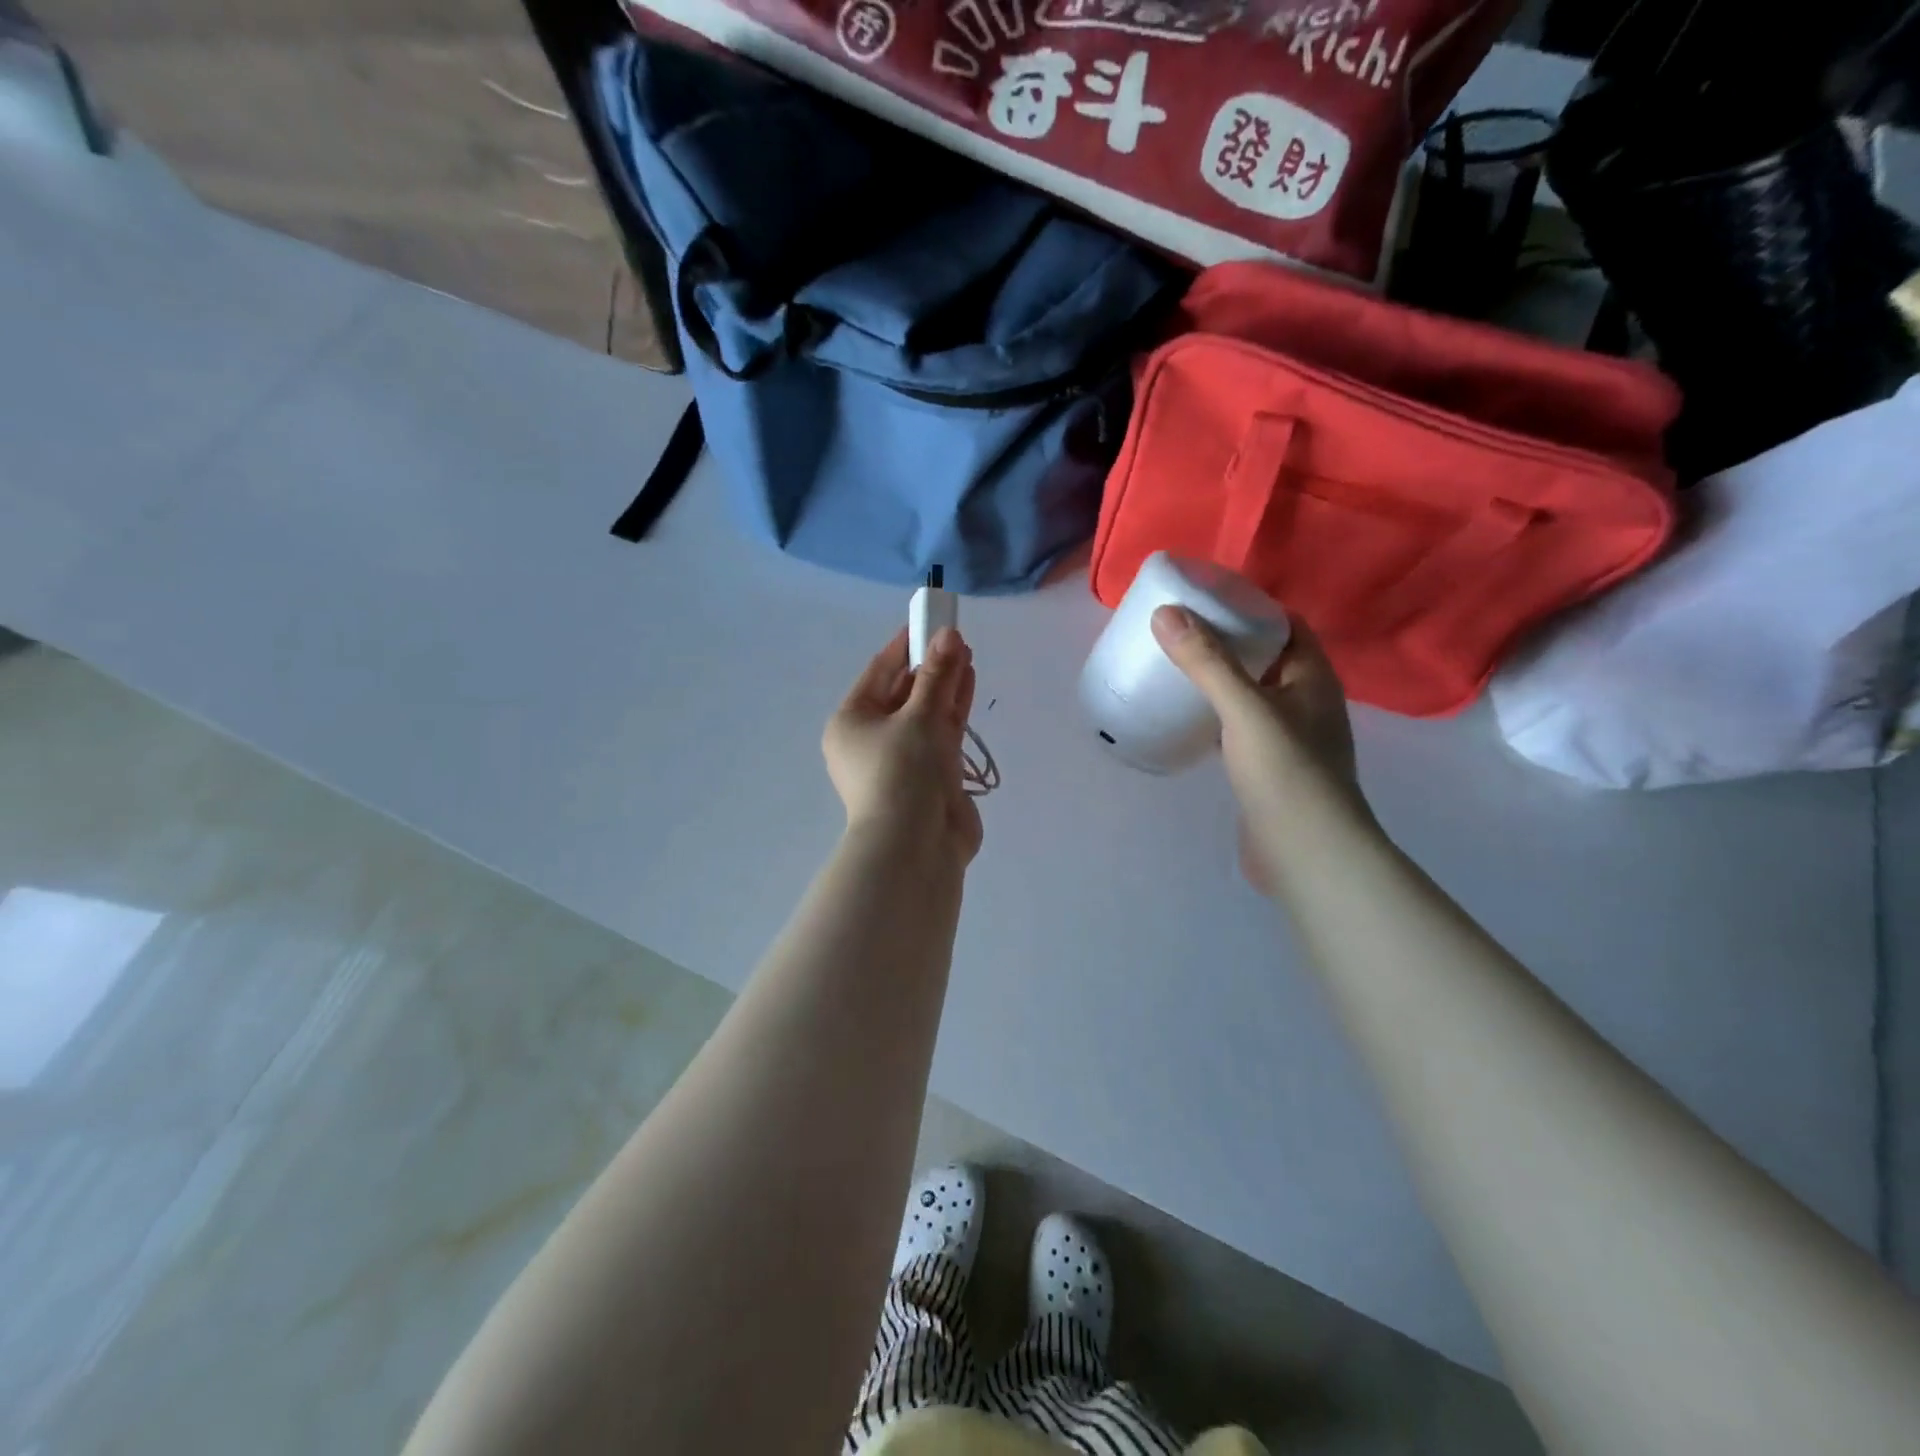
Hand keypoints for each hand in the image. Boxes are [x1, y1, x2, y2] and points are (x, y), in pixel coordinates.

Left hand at [823, 627, 983, 864]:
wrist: (916, 847)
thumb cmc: (903, 773)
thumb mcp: (919, 717)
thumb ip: (937, 675)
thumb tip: (948, 635)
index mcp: (851, 722)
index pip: (879, 673)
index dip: (904, 645)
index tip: (927, 621)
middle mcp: (871, 739)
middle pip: (902, 692)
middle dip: (930, 665)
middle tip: (955, 637)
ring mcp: (902, 759)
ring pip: (924, 712)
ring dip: (944, 685)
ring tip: (967, 654)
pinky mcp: (929, 775)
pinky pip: (940, 734)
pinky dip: (953, 710)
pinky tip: (969, 683)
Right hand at [1151, 605, 1369, 895]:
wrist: (1306, 854)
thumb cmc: (1285, 773)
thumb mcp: (1244, 709)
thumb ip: (1207, 662)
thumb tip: (1166, 613)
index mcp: (1313, 679)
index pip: (1287, 626)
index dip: (1252, 608)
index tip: (1208, 599)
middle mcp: (1307, 703)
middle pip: (1267, 659)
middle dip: (1229, 643)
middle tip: (1181, 632)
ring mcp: (1290, 740)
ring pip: (1252, 696)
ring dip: (1221, 681)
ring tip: (1177, 668)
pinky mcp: (1269, 770)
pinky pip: (1240, 730)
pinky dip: (1216, 718)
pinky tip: (1187, 720)